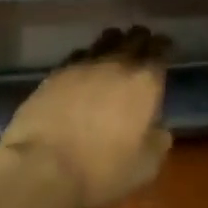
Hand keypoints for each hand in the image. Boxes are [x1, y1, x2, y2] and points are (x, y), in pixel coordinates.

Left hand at [0, 26, 172, 207]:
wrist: (41, 167)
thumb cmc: (100, 170)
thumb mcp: (143, 169)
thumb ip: (158, 143)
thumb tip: (160, 129)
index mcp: (144, 82)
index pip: (161, 50)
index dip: (165, 47)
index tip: (166, 49)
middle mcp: (118, 63)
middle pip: (135, 37)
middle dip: (142, 40)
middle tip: (144, 48)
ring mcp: (85, 63)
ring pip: (107, 39)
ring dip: (115, 43)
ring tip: (115, 53)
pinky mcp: (57, 71)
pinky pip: (80, 54)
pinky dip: (87, 58)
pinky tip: (84, 69)